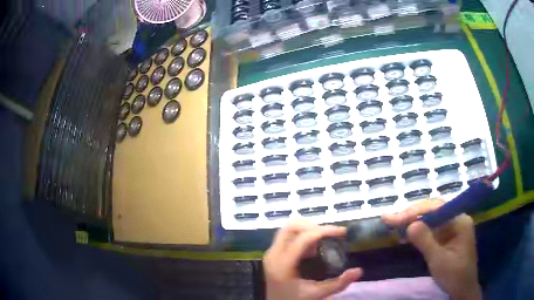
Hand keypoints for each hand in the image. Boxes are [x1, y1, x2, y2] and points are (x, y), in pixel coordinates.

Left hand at [263, 222, 362, 299]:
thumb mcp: (317, 295)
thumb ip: (338, 284)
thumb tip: (359, 270)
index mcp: (283, 264)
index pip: (304, 237)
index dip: (325, 230)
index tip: (343, 232)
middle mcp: (273, 254)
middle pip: (292, 227)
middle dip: (314, 226)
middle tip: (331, 234)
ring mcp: (271, 253)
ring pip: (287, 229)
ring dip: (306, 230)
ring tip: (322, 242)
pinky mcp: (272, 255)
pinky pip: (286, 237)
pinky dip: (300, 236)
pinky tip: (312, 249)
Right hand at [382, 200, 481, 299]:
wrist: (462, 290)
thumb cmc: (454, 276)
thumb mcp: (439, 260)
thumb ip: (426, 241)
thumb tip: (409, 225)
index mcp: (459, 220)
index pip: (435, 208)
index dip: (413, 212)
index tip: (392, 218)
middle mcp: (457, 219)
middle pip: (432, 210)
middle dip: (411, 214)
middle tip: (388, 219)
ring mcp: (452, 227)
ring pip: (430, 219)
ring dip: (412, 222)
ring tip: (393, 224)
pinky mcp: (447, 237)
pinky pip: (431, 229)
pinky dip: (417, 231)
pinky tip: (406, 234)